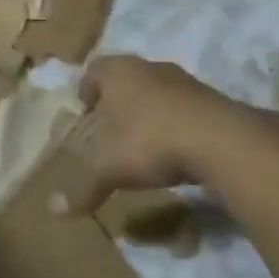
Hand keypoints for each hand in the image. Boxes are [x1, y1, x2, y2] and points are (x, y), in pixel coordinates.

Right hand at [79, 55, 249, 200]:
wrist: (223, 142)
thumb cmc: (150, 142)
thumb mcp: (110, 169)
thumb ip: (84, 187)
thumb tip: (55, 210)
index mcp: (117, 72)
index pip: (93, 70)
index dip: (86, 88)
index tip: (85, 109)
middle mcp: (149, 67)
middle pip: (127, 77)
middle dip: (118, 100)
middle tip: (111, 125)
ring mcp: (185, 80)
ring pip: (157, 90)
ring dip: (150, 110)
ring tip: (144, 140)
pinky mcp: (214, 98)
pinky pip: (185, 107)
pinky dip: (177, 122)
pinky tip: (176, 149)